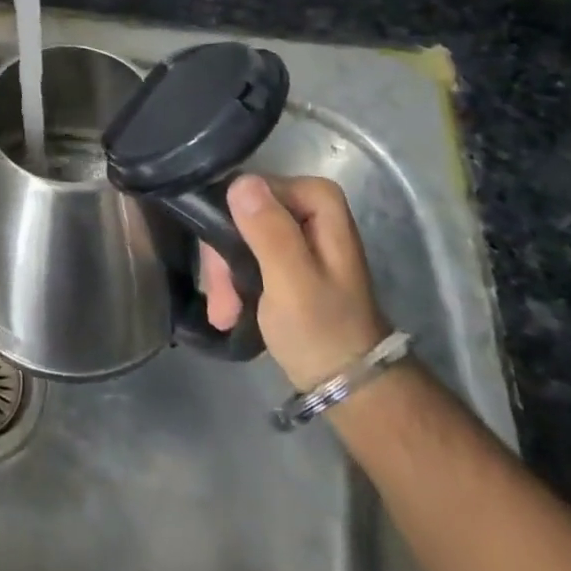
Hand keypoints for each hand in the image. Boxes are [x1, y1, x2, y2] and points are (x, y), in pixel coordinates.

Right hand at [200, 176, 391, 389]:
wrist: (350, 388)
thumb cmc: (322, 332)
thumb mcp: (292, 282)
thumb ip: (269, 231)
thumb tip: (239, 182)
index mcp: (317, 199)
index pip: (247, 189)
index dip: (228, 226)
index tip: (220, 269)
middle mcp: (306, 205)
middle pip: (239, 213)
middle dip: (224, 259)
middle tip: (221, 303)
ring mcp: (295, 230)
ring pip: (236, 234)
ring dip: (224, 276)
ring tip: (224, 314)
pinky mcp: (284, 254)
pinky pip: (243, 251)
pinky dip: (233, 281)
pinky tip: (230, 310)